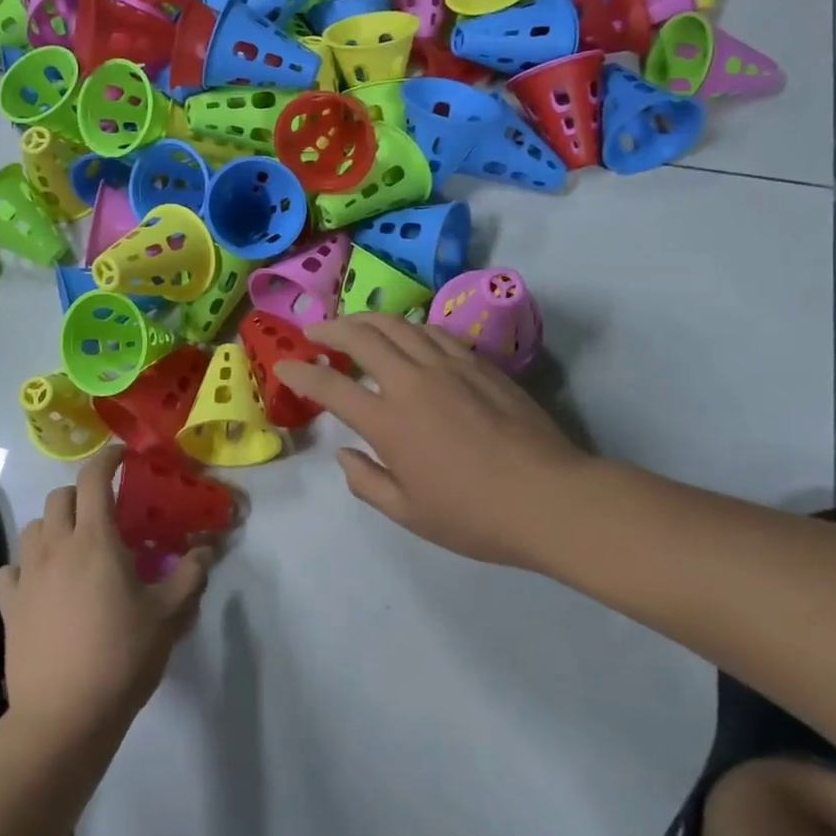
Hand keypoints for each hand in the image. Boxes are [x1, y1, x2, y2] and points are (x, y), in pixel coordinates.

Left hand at [0, 448, 210, 747]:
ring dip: (53, 525)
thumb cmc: (121, 657)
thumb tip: (207, 549)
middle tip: (104, 511)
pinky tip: (39, 582)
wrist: (63, 717)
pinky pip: (10, 569)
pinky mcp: (8, 606)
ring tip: (73, 545)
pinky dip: (25, 565)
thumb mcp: (168, 616)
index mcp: (95, 540)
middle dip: (82, 493)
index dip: (107, 459)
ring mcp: (27, 576)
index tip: (122, 457)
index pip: (94, 478)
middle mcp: (56, 547)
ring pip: (32, 527)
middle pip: (60, 497)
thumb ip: (190, 576)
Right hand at [275, 313, 592, 567]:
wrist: (551, 498)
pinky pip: (432, 331)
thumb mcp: (410, 514)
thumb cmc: (476, 516)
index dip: (301, 375)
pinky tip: (405, 335)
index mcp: (389, 422)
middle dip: (330, 329)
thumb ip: (367, 482)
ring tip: (352, 324)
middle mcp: (412, 382)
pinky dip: (407, 327)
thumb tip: (344, 453)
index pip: (331, 388)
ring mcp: (448, 366)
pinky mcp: (478, 362)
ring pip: (397, 325)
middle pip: (361, 338)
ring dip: (366, 319)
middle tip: (314, 332)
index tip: (284, 368)